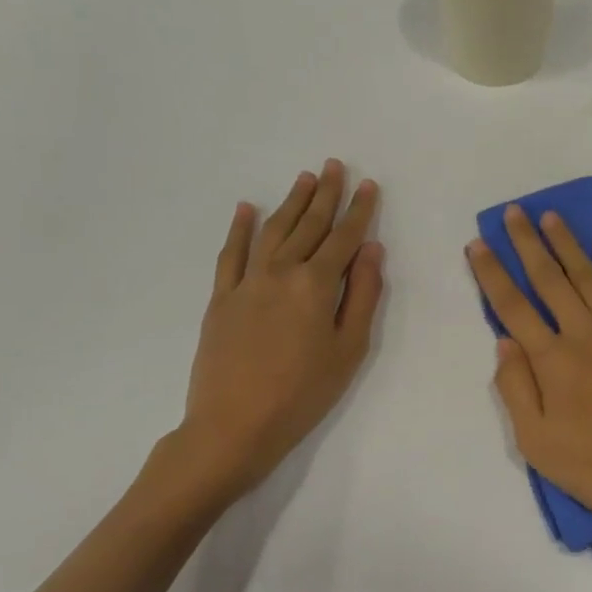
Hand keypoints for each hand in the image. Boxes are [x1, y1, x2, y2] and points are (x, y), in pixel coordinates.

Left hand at [168, 160, 383, 509]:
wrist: (233, 426)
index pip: (344, 238)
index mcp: (316, 285)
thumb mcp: (349, 349)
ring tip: (304, 178)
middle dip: (325, 194)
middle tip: (335, 166)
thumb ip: (362, 295)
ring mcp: (246, 282)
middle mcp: (281, 272)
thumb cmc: (303, 393)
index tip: (368, 185)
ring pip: (273, 231)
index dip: (359, 211)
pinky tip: (245, 208)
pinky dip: (239, 229)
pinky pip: (230, 254)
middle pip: (308, 225)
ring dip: (290, 202)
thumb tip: (371, 250)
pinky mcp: (221, 298)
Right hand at [467, 206, 591, 547]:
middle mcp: (585, 334)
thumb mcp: (538, 444)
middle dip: (528, 244)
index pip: (513, 308)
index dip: (492, 274)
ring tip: (551, 218)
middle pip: (550, 280)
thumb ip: (516, 389)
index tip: (477, 244)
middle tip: (514, 213)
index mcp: (553, 361)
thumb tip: (503, 341)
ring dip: (568, 245)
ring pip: (590, 277)